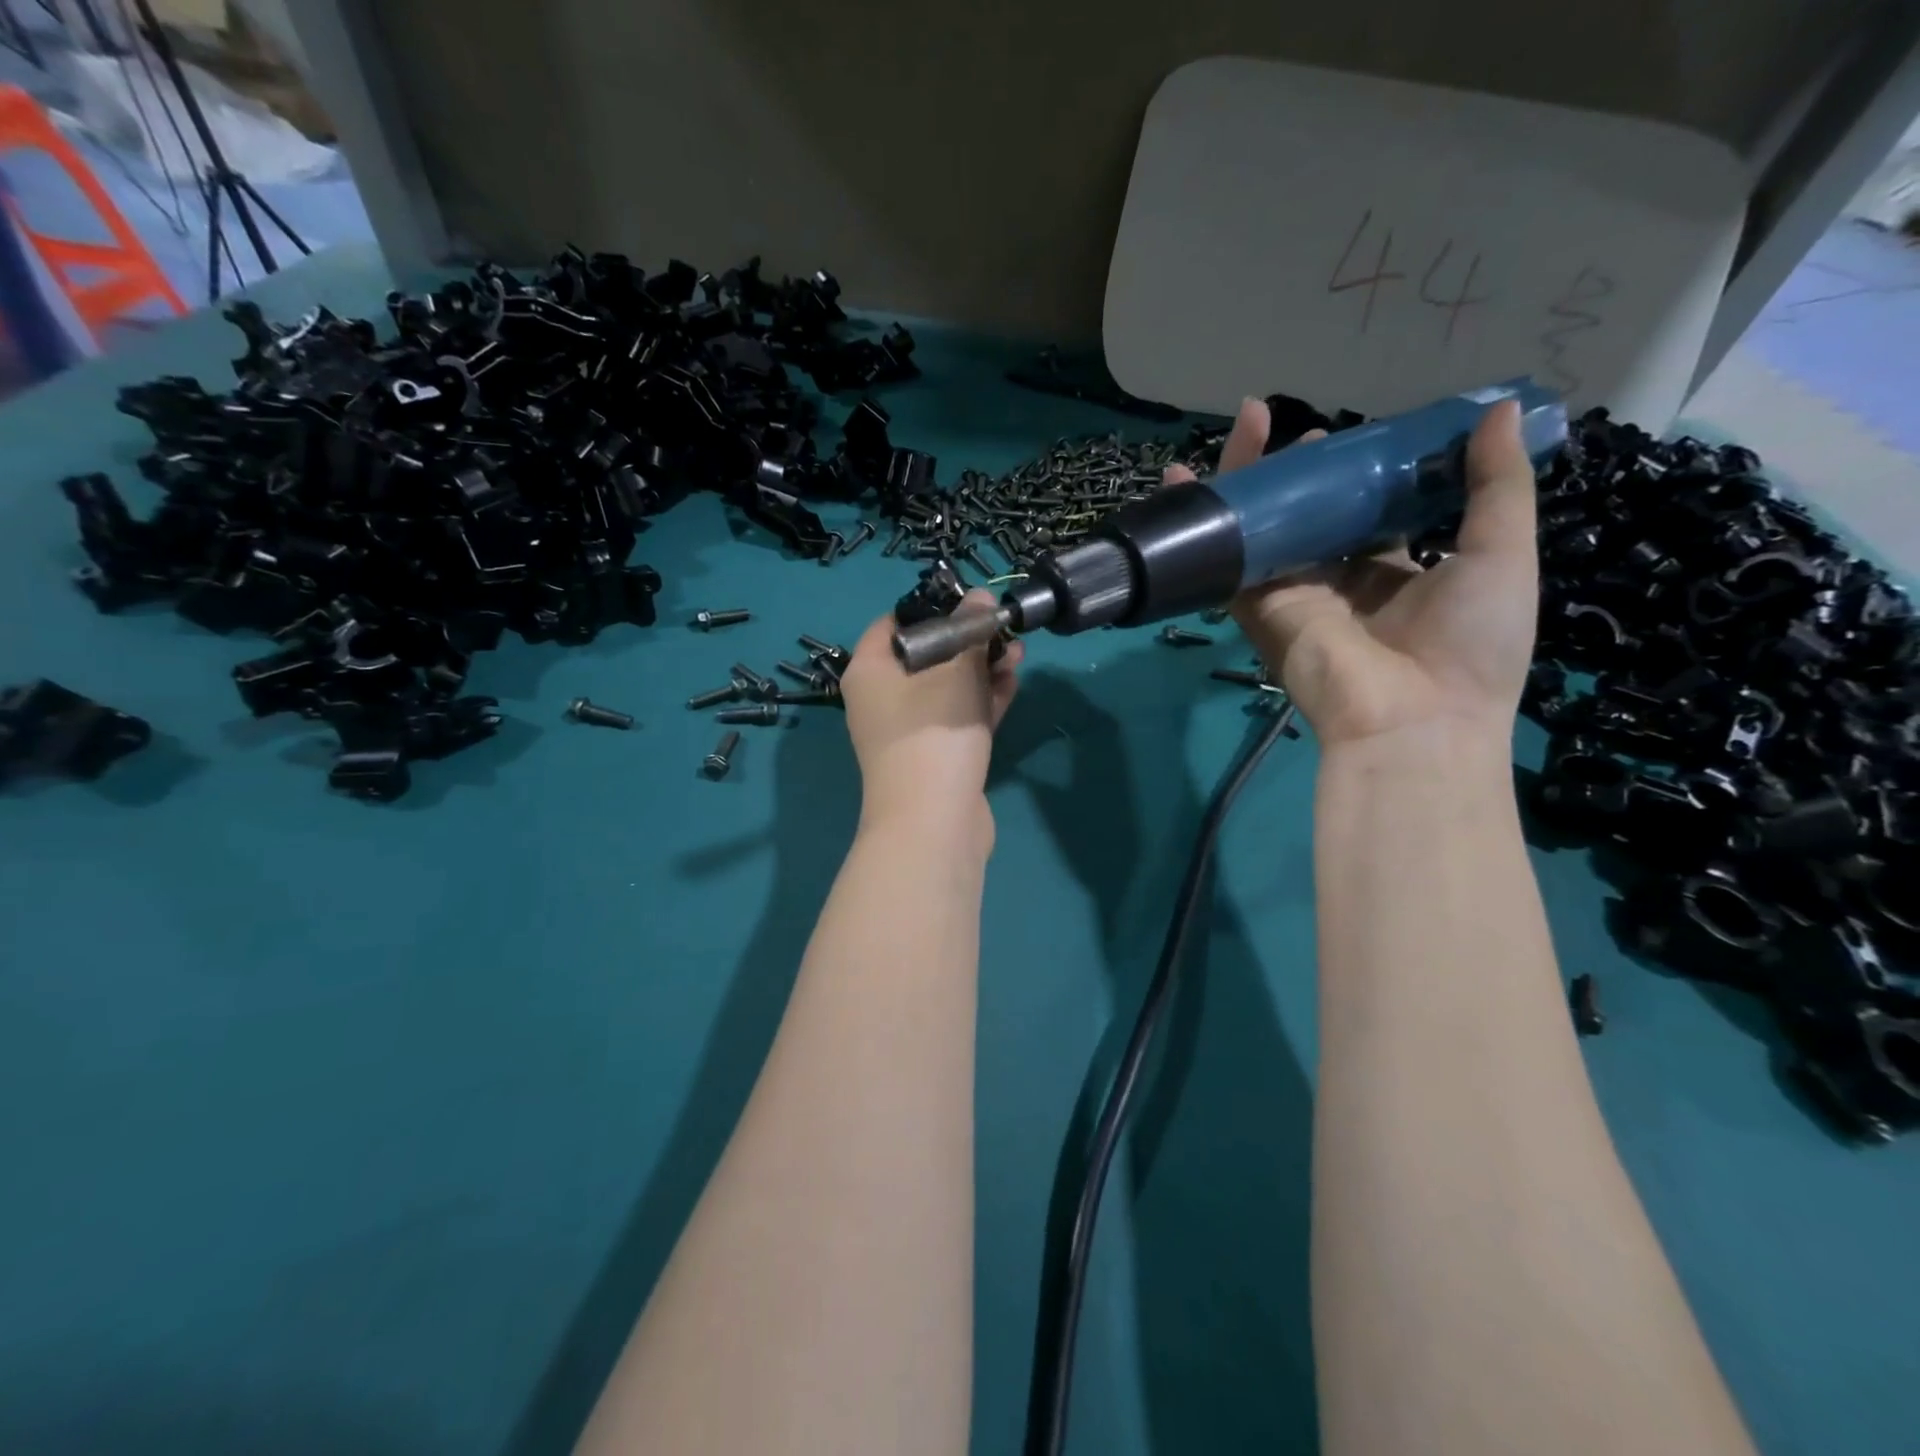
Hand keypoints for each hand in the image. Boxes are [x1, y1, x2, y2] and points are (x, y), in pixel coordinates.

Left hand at [839, 592, 1024, 828]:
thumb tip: (979, 599)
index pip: (893, 623)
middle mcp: (881, 698)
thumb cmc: (934, 733)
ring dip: (980, 670)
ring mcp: (907, 730)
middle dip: (967, 641)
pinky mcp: (933, 755)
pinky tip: (1012, 682)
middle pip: (925, 655)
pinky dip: (980, 700)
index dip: (931, 607)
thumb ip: (970, 631)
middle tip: (1002, 628)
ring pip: (945, 687)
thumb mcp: (957, 672)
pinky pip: (955, 716)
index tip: (968, 604)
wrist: (933, 823)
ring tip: (1017, 652)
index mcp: (870, 671)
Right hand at [1165, 397, 1539, 748]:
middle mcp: (1338, 578)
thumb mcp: (1502, 554)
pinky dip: (1206, 518)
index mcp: (1395, 570)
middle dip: (1299, 470)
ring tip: (1248, 421)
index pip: (1368, 511)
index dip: (1360, 472)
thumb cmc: (1469, 643)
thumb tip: (1501, 410)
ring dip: (1248, 479)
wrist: (1413, 719)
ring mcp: (1293, 590)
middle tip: (1297, 430)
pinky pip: (1228, 555)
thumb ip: (1496, 485)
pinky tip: (1184, 477)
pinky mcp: (1256, 604)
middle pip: (1309, 513)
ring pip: (1265, 526)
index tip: (1358, 434)